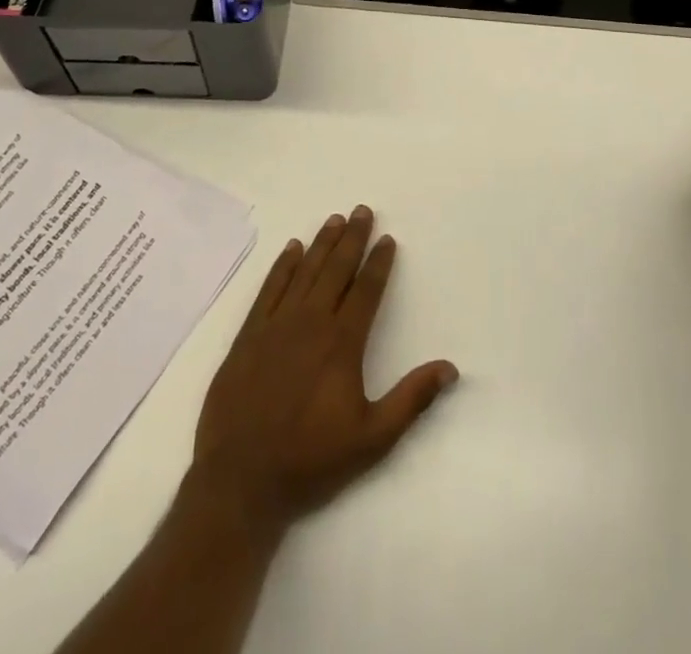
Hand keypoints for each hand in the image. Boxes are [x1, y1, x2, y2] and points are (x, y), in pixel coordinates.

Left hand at [190, 206, 457, 532]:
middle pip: (335, 269)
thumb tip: (450, 368)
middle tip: (362, 210)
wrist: (240, 481)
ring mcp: (276, 326)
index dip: (378, 262)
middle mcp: (310, 323)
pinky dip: (282, 266)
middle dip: (352, 238)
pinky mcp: (248, 336)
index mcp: (341, 343)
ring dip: (321, 243)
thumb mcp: (371, 439)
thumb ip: (411, 399)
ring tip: (335, 219)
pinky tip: (291, 249)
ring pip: (304, 272)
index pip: (366, 290)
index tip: (387, 239)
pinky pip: (269, 289)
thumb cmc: (310, 460)